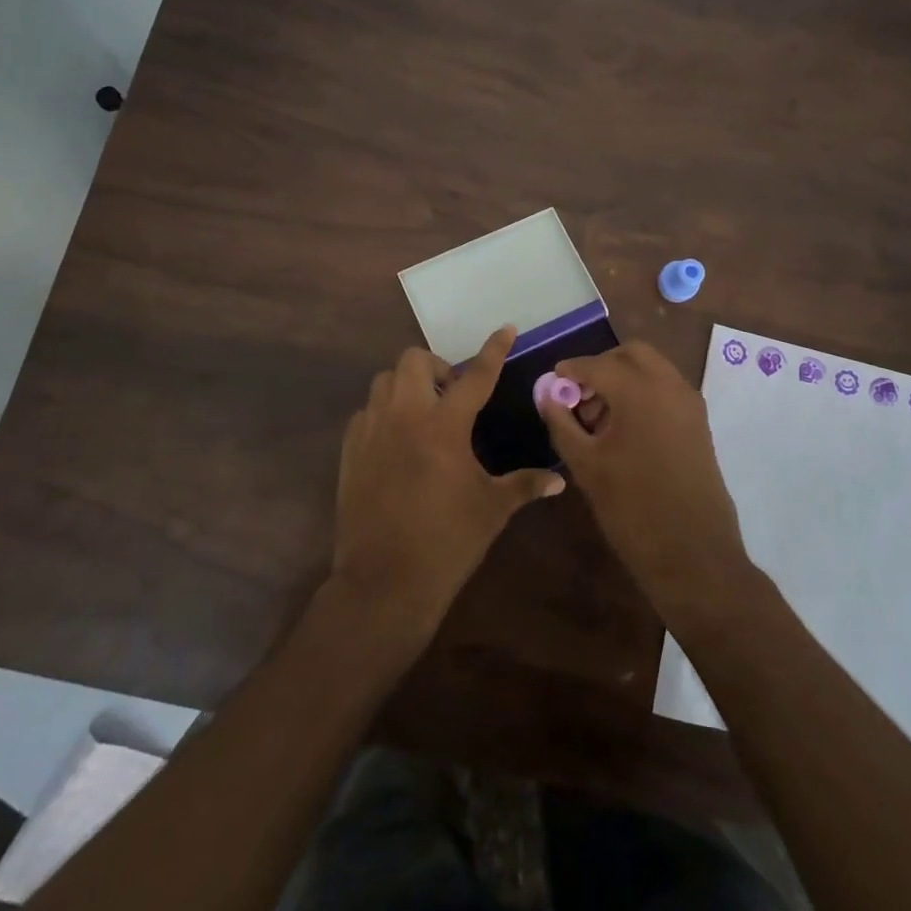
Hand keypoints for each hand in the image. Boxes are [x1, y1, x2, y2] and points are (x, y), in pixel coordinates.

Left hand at [332, 327, 565, 640]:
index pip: (475, 375)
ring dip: (408, 385)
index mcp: (444, 426)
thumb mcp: (492, 510)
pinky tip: (397, 441)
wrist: (384, 582)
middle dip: (437, 367)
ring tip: (425, 414)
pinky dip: (384, 413)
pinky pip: (366, 412)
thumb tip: (559, 481)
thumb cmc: (446, 542)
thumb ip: (525, 485)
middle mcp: (405, 416)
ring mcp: (372, 430)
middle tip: (453, 395)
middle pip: (415, 360)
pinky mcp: (351, 450)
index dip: (493, 349)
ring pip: (385, 380)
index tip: (505, 328)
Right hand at [539, 341, 750, 616]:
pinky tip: (624, 428)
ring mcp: (689, 403)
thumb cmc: (632, 508)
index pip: (595, 364)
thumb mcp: (585, 464)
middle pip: (630, 354)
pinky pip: (666, 389)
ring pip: (652, 368)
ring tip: (599, 416)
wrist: (693, 553)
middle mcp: (669, 385)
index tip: (552, 382)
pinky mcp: (699, 422)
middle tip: (579, 395)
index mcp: (638, 390)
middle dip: (601, 366)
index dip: (569, 370)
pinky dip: (644, 392)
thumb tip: (546, 394)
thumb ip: (561, 421)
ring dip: (624, 378)